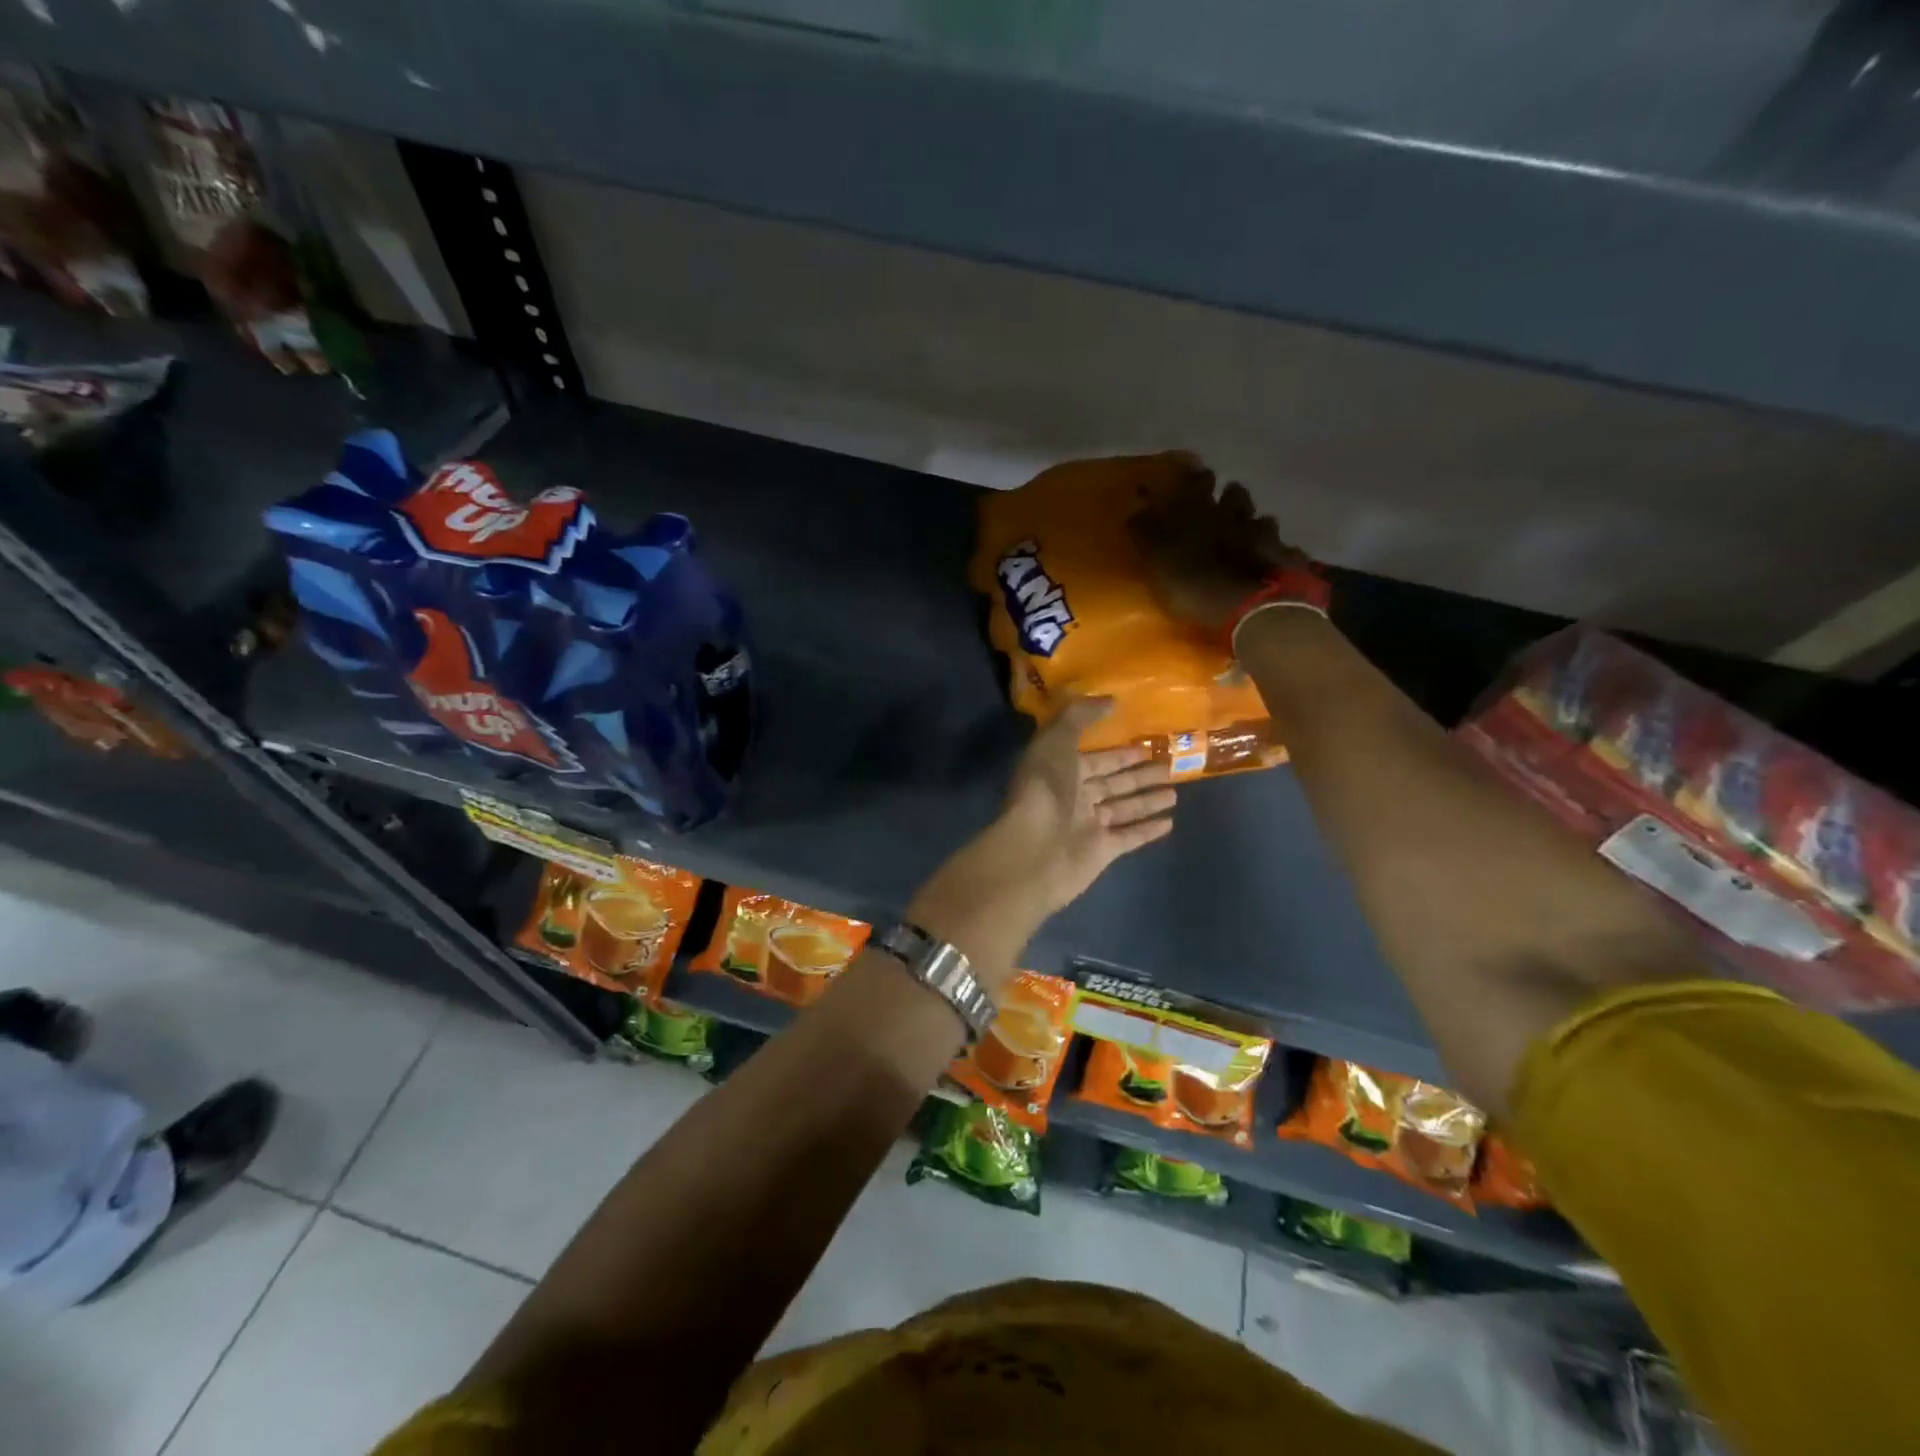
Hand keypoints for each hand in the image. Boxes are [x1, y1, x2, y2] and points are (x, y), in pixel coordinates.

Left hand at [995, 698, 1176, 912]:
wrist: (1034, 850)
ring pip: (1123, 808)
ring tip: (1175, 792)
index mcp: (1059, 770)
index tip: (1146, 744)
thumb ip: (1080, 715)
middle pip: (1112, 783)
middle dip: (1138, 774)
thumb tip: (1109, 700)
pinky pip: (1129, 836)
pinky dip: (1147, 829)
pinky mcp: (1101, 852)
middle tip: (1170, 765)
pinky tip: (1170, 822)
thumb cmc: (1045, 789)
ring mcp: (1087, 826)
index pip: (1094, 758)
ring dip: (1147, 800)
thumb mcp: (1057, 740)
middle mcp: (1073, 797)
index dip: (1118, 752)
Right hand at [1127, 461, 1300, 631]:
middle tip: (1222, 503)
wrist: (1250, 605)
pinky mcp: (1285, 558)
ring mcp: (1264, 534)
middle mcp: (1234, 513)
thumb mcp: (1157, 560)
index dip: (1193, 479)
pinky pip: (1283, 549)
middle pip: (1234, 494)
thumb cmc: (1194, 583)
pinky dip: (1277, 552)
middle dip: (1227, 496)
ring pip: (1261, 518)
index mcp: (1200, 510)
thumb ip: (1146, 533)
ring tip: (1249, 534)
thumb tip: (1135, 509)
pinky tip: (1274, 561)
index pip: (1195, 482)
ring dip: (1254, 523)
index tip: (1191, 478)